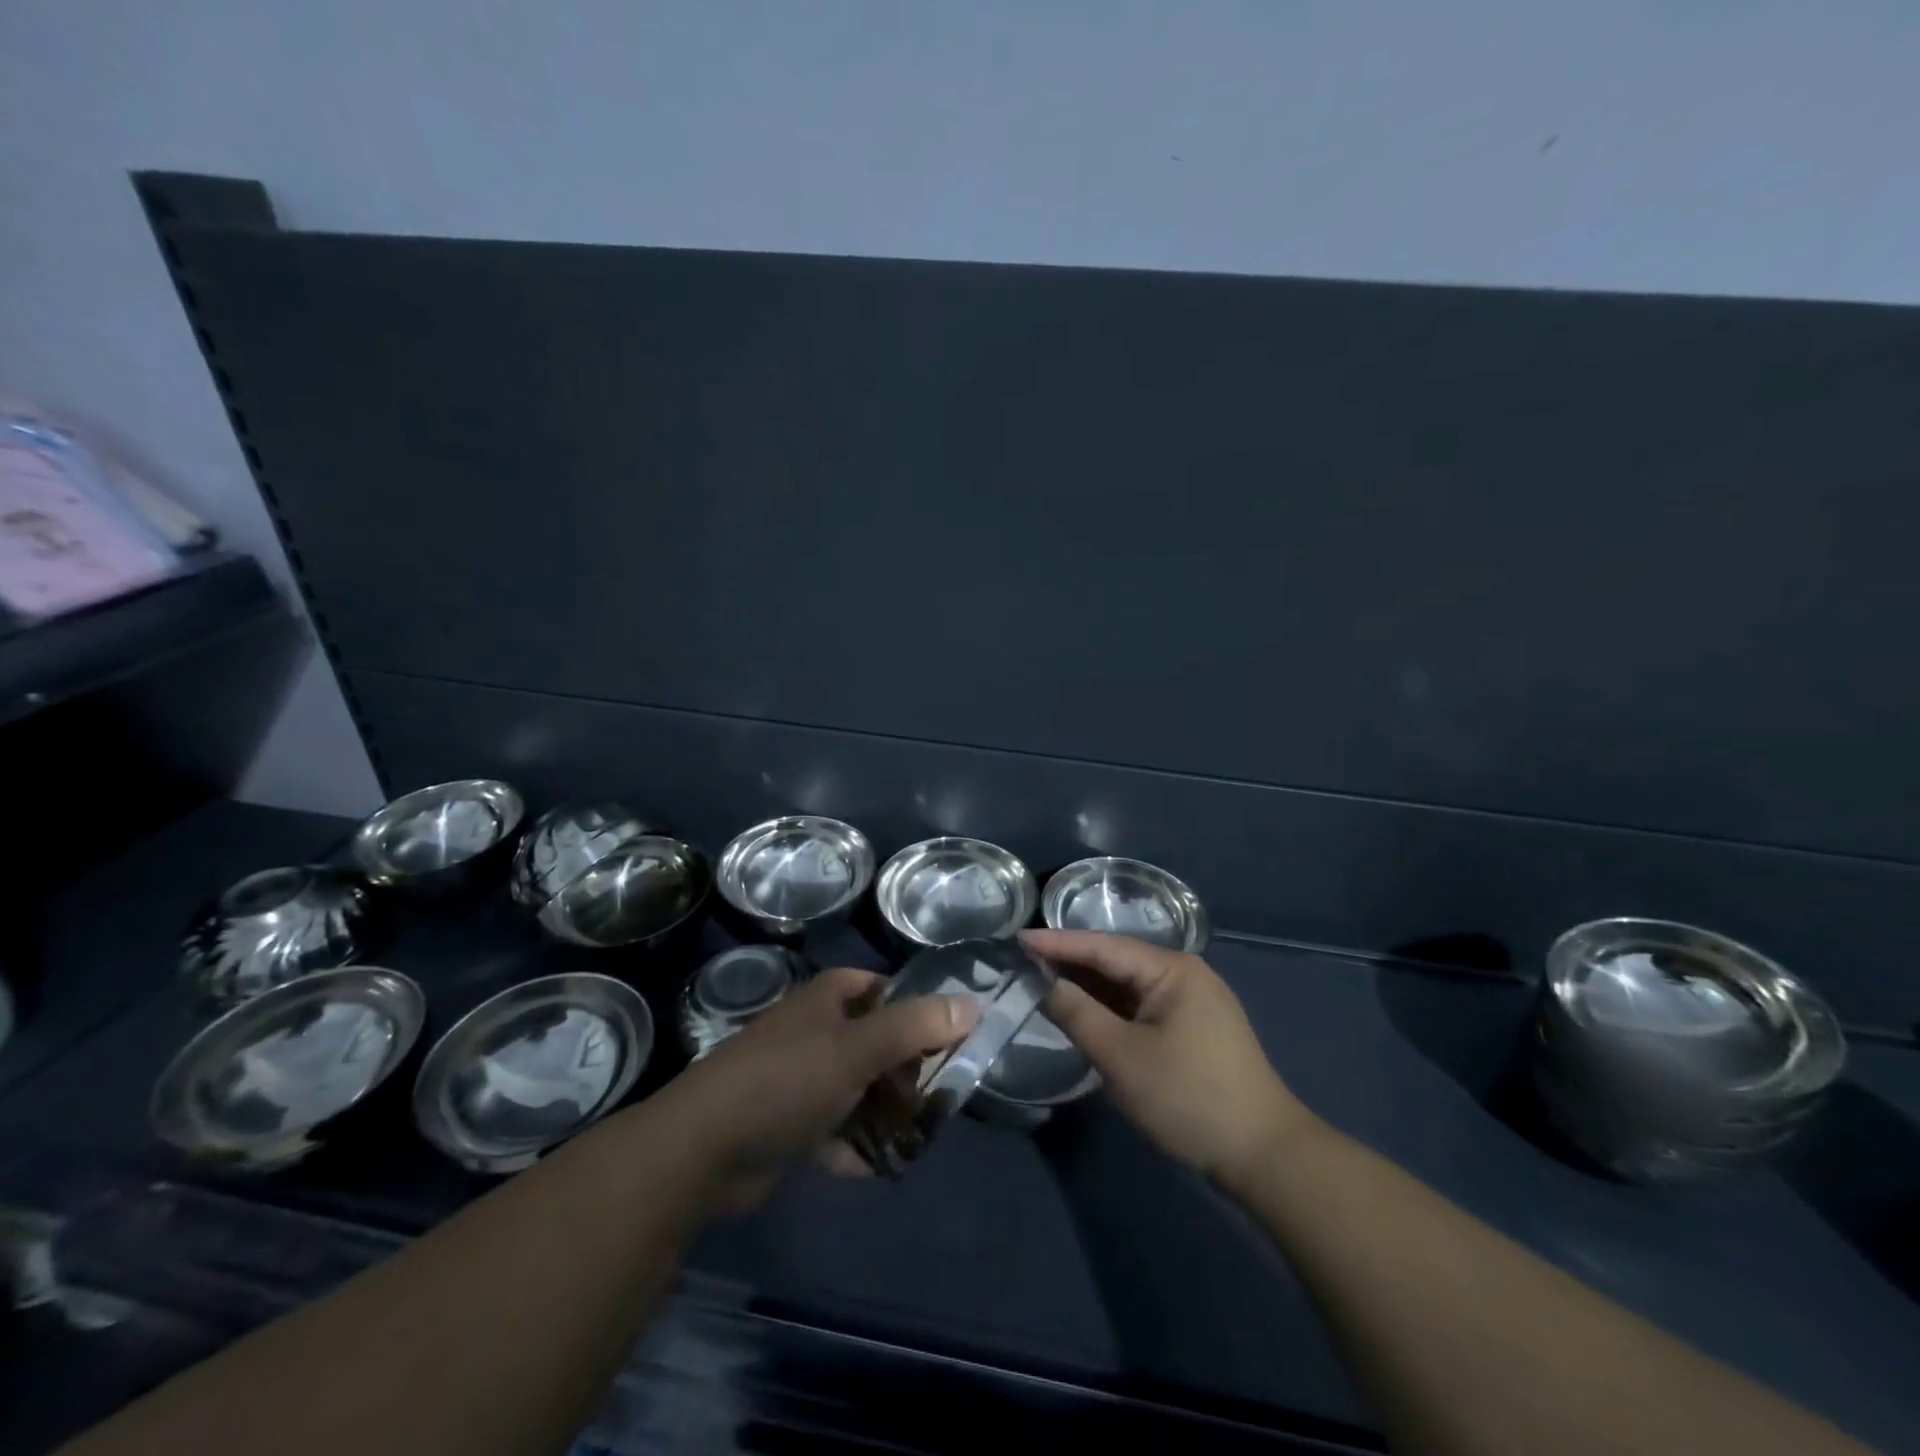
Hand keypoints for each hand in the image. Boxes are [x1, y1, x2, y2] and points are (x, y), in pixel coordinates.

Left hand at [654, 967, 977, 1211]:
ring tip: (919, 1136)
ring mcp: (800, 1079)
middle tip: (941, 1097)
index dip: (916, 1006)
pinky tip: (873, 1167)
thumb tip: (973, 1004)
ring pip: (858, 1088)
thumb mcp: (856, 1049)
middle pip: (876, 1041)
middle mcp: (815, 1032)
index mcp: (827, 1000)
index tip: (951, 1035)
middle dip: (906, 1069)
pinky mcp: (788, 1124)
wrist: (701, 1151)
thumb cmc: (784, 1082)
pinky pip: (835, 1128)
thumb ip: (914, 1027)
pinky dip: (854, 1145)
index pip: (883, 988)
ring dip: (885, 1112)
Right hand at [1022, 929, 1314, 1188]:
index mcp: (1171, 969)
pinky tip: (1083, 1011)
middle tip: (1022, 960)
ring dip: (1088, 986)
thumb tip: (1044, 984)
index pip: (1102, 947)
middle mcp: (1183, 974)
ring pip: (1127, 985)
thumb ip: (1077, 1014)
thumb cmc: (1188, 1097)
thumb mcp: (1122, 1057)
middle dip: (1070, 962)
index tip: (1017, 938)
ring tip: (1042, 981)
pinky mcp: (1192, 1028)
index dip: (1057, 943)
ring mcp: (1191, 1001)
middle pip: (1115, 961)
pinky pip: (1140, 1006)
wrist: (1263, 1154)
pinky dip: (1109, 1008)